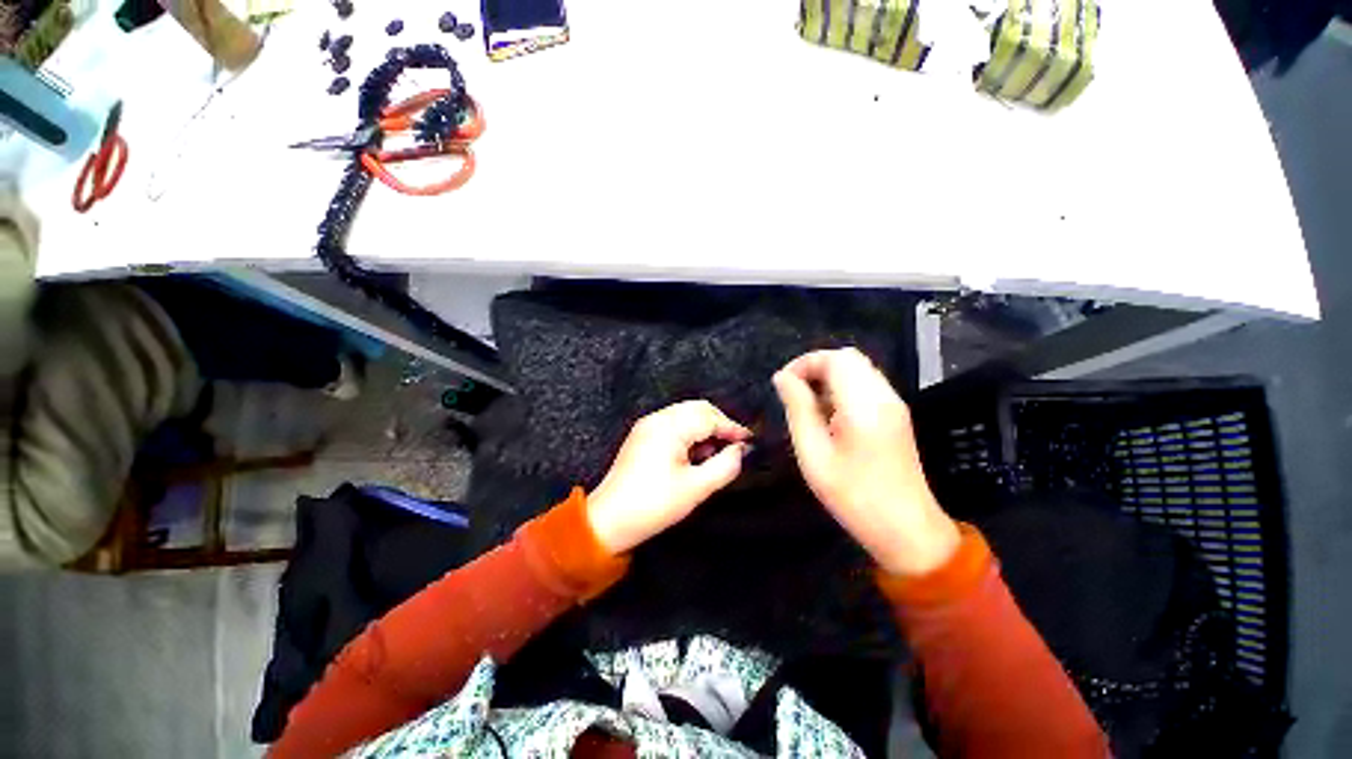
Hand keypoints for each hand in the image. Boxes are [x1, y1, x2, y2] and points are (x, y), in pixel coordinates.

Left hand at [588, 401, 751, 553]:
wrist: (609, 520)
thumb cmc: (654, 505)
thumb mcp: (696, 488)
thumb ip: (725, 466)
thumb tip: (742, 451)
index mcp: (669, 427)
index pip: (709, 418)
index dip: (732, 428)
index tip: (750, 441)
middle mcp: (658, 418)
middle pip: (698, 409)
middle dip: (719, 424)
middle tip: (734, 447)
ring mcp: (648, 424)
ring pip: (686, 414)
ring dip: (704, 428)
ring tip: (715, 454)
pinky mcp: (642, 435)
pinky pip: (673, 423)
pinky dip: (689, 433)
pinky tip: (695, 454)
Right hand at [773, 348, 959, 575]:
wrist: (907, 530)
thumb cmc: (854, 497)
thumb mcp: (814, 455)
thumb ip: (798, 410)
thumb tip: (782, 378)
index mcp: (864, 405)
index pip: (835, 359)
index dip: (805, 363)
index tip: (783, 383)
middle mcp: (885, 396)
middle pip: (849, 358)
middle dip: (816, 367)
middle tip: (793, 392)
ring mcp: (895, 404)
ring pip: (858, 369)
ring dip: (829, 377)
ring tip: (808, 405)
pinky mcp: (896, 415)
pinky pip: (866, 385)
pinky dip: (843, 388)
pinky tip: (829, 415)